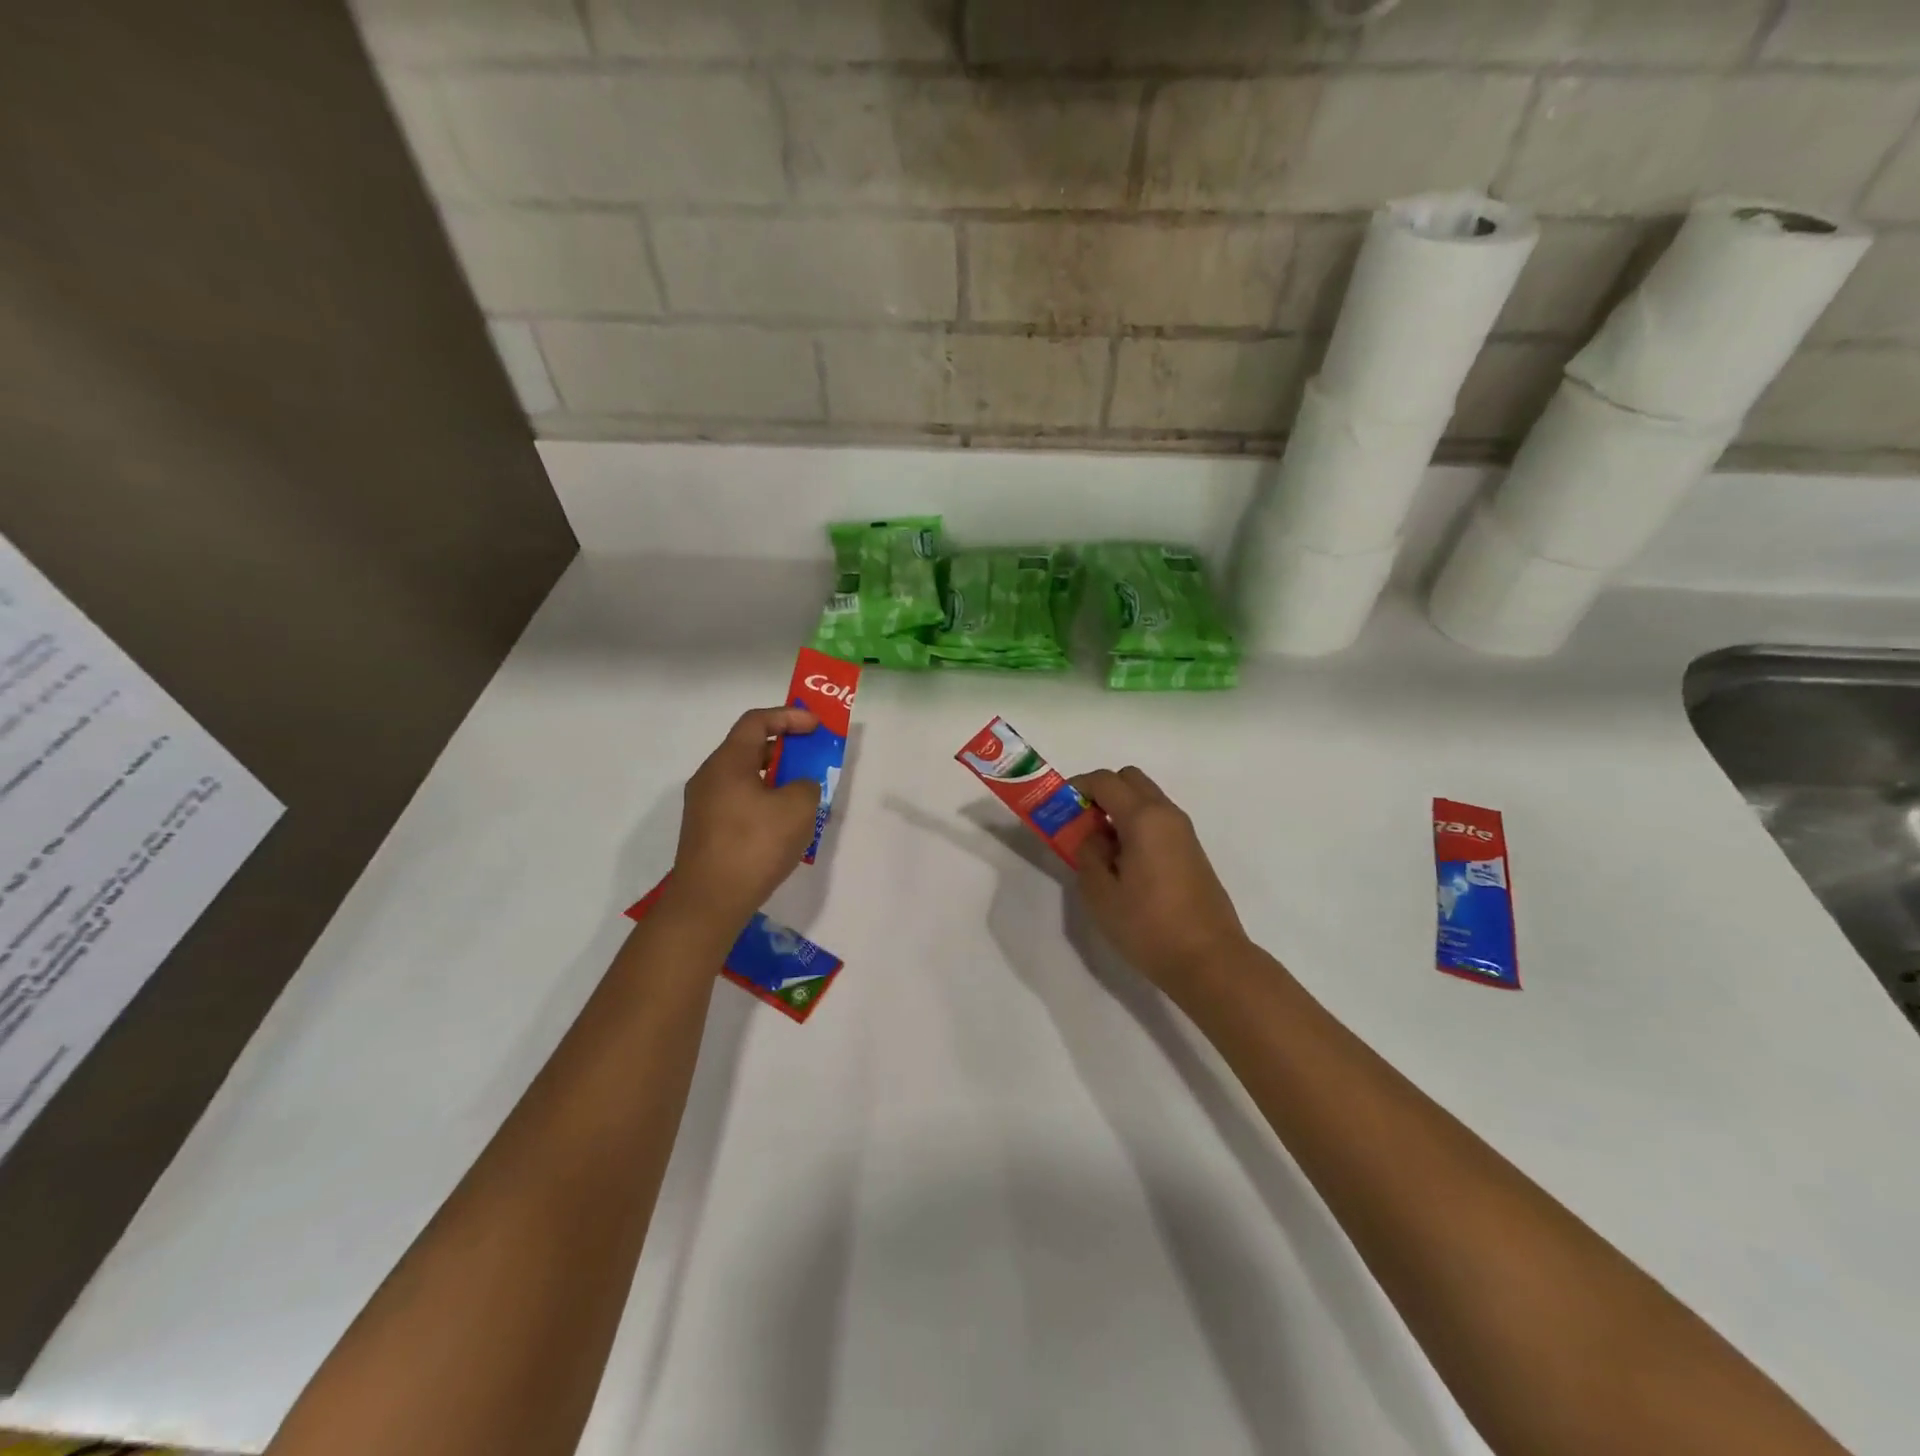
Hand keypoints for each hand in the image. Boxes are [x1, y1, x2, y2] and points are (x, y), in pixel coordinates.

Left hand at [669, 706, 821, 929]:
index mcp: (728, 762)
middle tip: (814, 757)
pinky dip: (764, 800)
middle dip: (785, 748)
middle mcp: (710, 777)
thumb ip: (807, 785)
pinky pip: (739, 801)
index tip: (816, 726)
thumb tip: (798, 786)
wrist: (709, 902)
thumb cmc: (755, 846)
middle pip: (749, 747)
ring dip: (776, 777)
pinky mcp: (706, 831)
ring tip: (804, 792)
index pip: (757, 721)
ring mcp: (703, 805)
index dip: (789, 717)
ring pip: (745, 777)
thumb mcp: (798, 808)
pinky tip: (783, 824)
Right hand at [1071, 767, 1249, 992]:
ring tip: (1101, 848)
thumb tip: (1094, 836)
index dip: (1077, 787)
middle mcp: (1167, 815)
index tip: (1059, 808)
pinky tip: (1125, 864)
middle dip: (1102, 792)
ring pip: (1147, 800)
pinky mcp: (1192, 852)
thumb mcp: (1100, 893)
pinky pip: (1158, 822)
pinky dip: (1137, 826)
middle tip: (1081, 823)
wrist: (1209, 960)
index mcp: (1143, 818)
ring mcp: (1184, 833)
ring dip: (1120, 810)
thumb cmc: (1148, 926)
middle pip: (1130, 780)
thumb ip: (1088, 854)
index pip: (1105, 780)